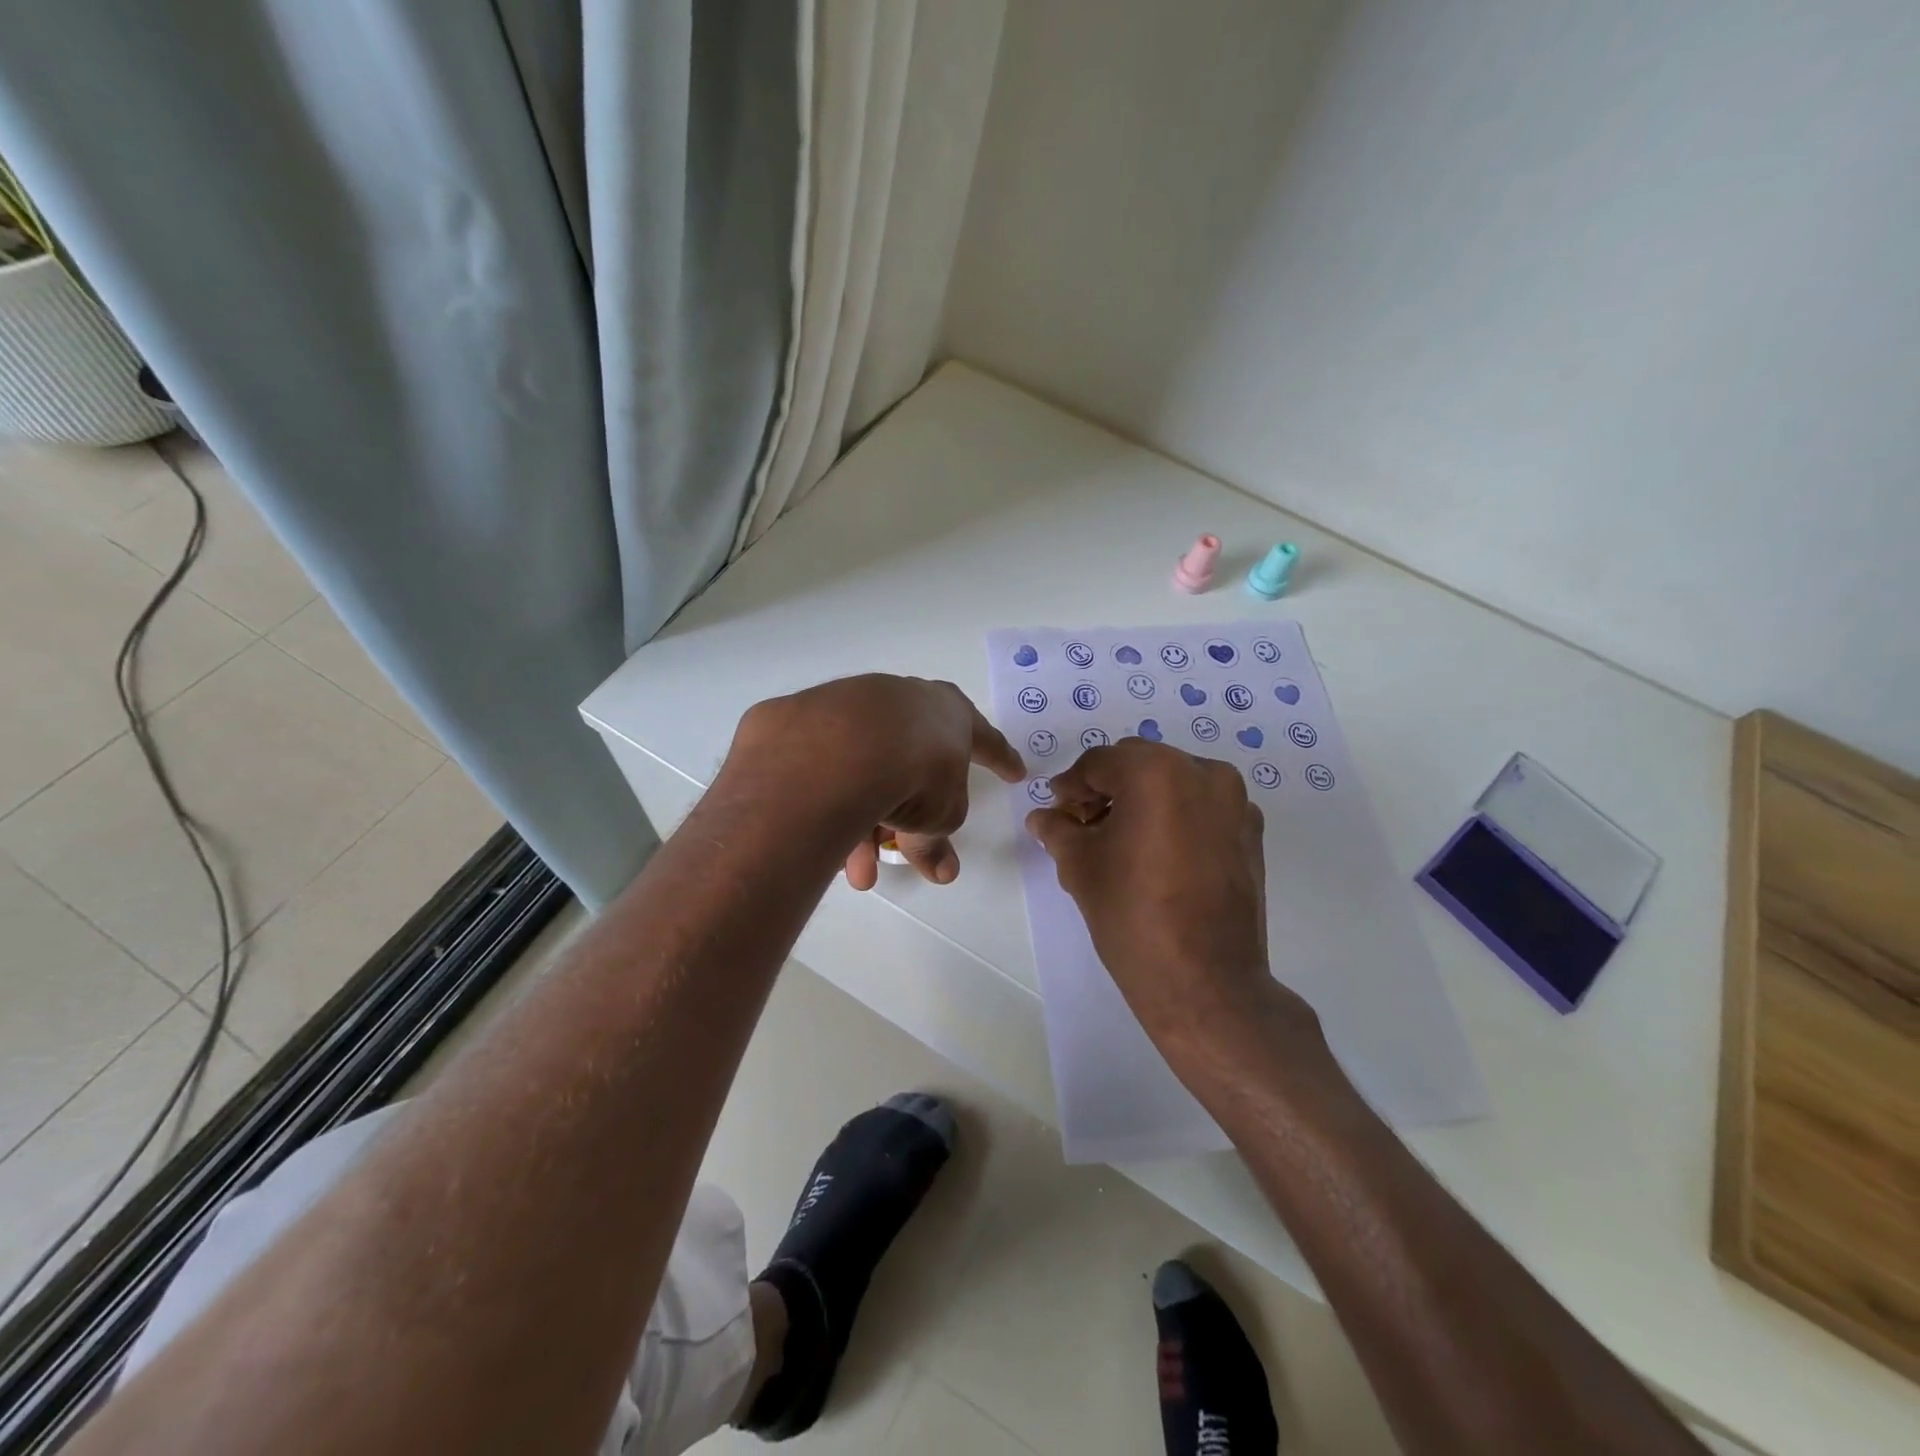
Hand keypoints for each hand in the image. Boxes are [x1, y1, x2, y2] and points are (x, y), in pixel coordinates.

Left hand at [730, 675, 1024, 886]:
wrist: (845, 745)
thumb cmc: (918, 772)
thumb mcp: (940, 816)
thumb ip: (937, 841)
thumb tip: (941, 871)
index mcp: (950, 715)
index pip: (985, 740)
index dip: (1001, 759)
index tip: (1015, 773)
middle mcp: (905, 701)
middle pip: (911, 765)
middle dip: (908, 817)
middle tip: (901, 852)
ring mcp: (855, 705)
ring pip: (866, 773)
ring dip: (866, 824)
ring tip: (858, 871)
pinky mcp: (809, 720)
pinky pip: (830, 772)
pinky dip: (834, 805)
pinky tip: (824, 838)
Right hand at [1025, 739, 1317, 1065]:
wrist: (1206, 982)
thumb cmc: (1133, 916)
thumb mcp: (1081, 868)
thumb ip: (1058, 830)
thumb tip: (1042, 817)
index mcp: (1157, 772)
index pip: (1099, 763)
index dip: (1071, 786)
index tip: (1056, 811)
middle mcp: (1203, 773)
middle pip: (1139, 764)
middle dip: (1107, 788)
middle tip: (1083, 825)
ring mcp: (1235, 802)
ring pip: (1173, 781)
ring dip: (1142, 800)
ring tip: (1119, 841)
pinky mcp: (1251, 832)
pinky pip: (1202, 806)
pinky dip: (1175, 816)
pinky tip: (1157, 853)